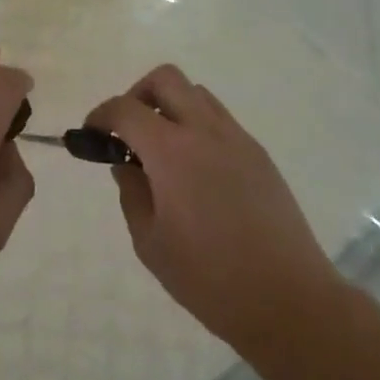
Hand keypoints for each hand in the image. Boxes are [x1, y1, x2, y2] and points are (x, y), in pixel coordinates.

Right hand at [87, 65, 340, 355]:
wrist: (287, 299)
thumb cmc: (208, 278)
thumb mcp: (150, 242)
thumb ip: (132, 193)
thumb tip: (127, 165)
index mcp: (172, 152)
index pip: (126, 108)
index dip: (101, 115)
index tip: (91, 135)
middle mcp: (206, 132)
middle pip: (166, 79)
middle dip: (137, 95)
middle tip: (128, 133)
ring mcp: (238, 140)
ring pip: (198, 94)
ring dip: (171, 108)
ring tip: (162, 153)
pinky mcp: (260, 156)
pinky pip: (221, 120)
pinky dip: (197, 127)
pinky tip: (195, 172)